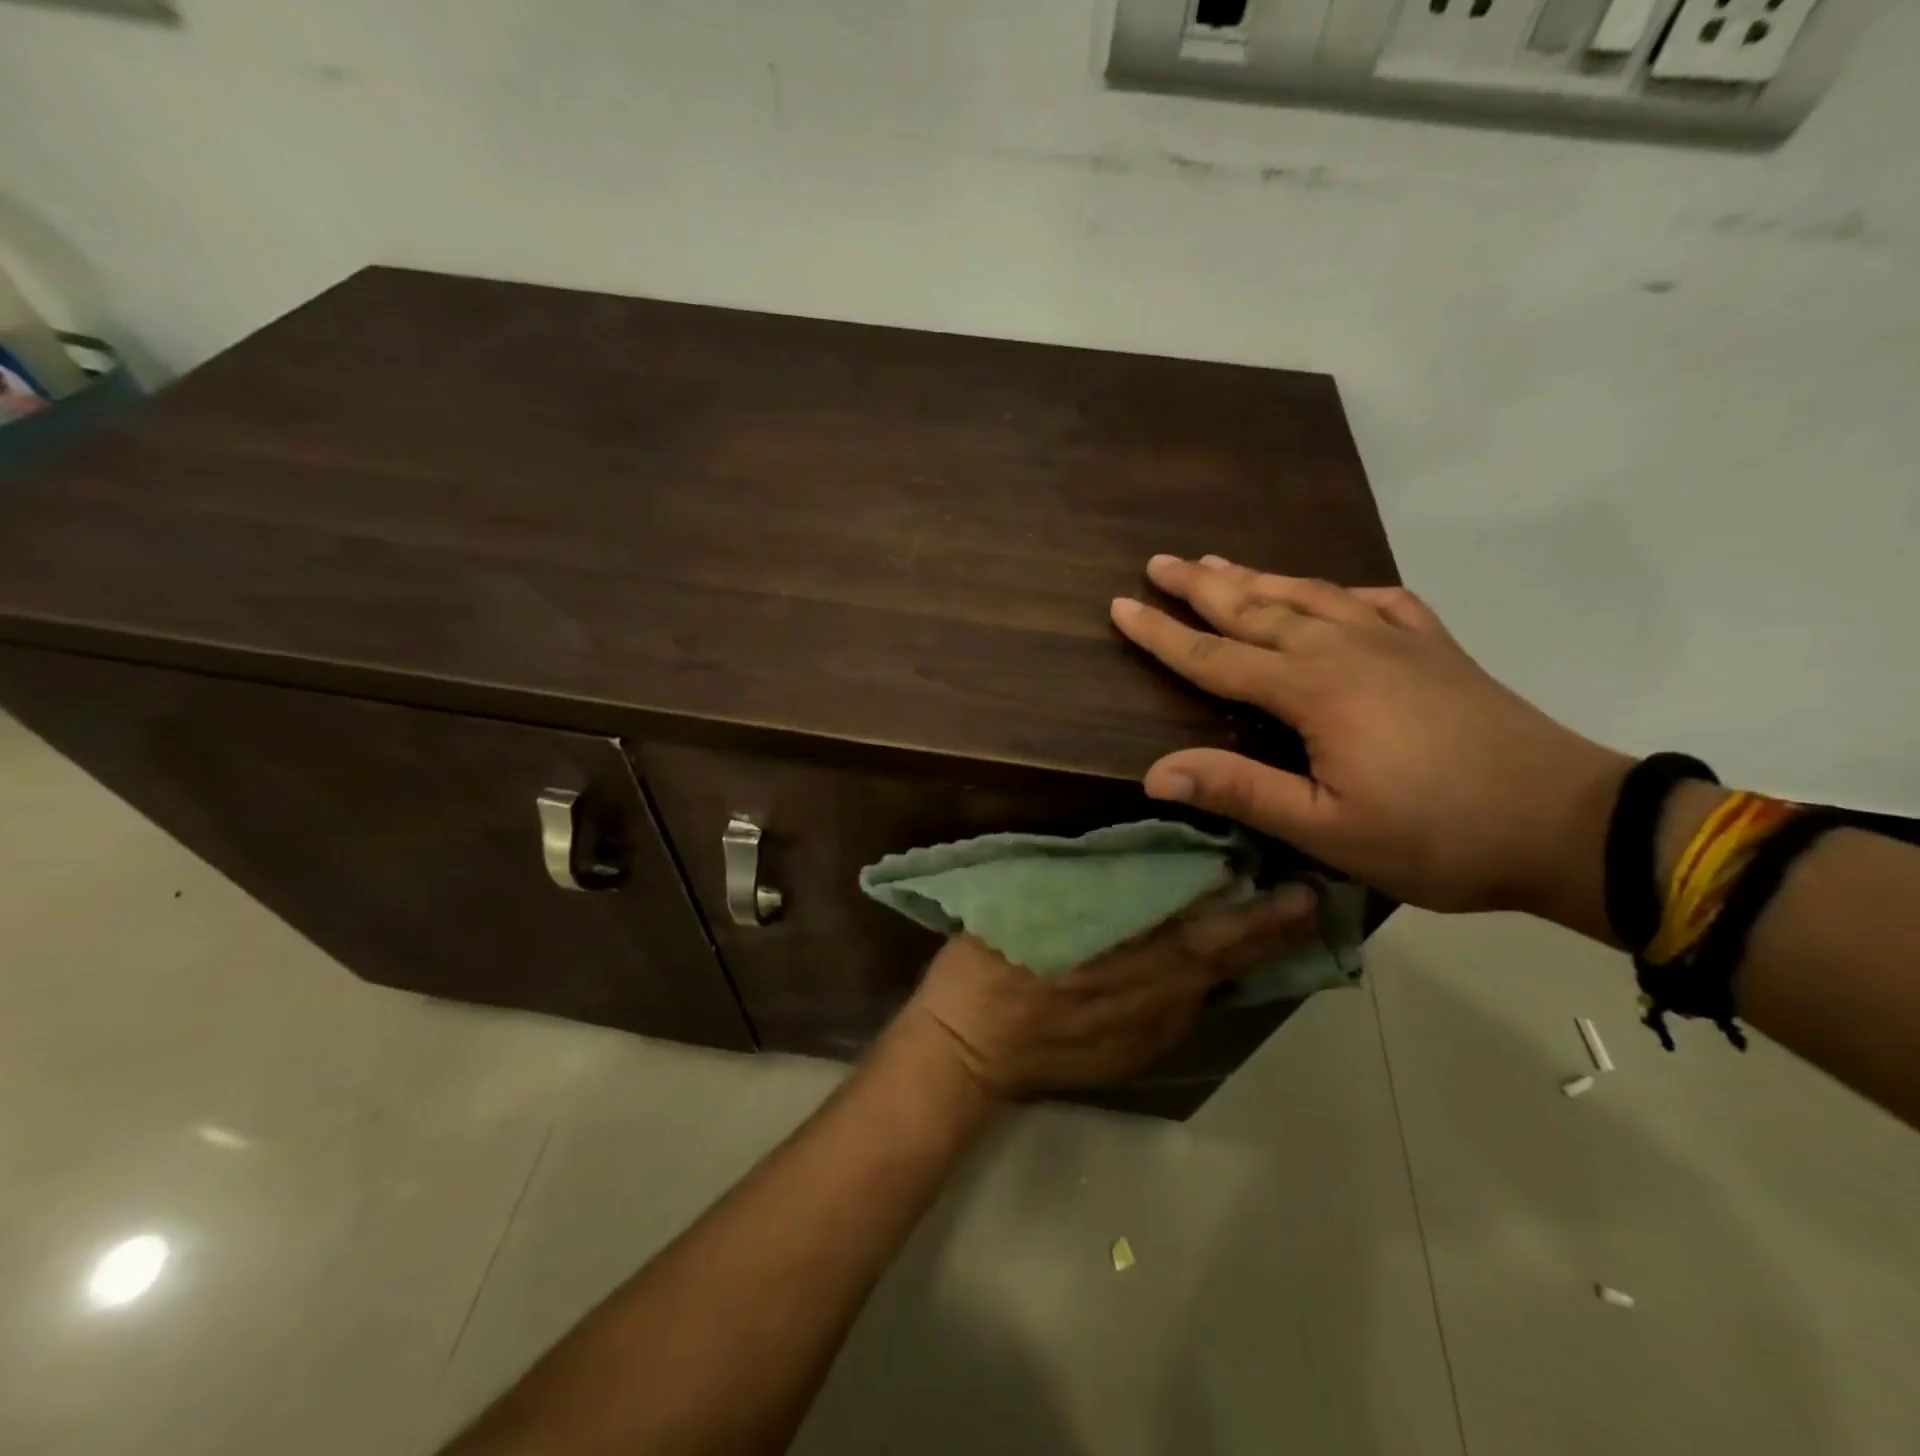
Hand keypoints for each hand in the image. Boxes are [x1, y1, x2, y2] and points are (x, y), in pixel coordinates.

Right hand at [895, 885, 1318, 1098]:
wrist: (970, 1048)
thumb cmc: (991, 964)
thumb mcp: (1029, 904)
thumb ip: (1085, 882)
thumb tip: (1127, 859)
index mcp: (1127, 952)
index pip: (1207, 928)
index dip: (1255, 909)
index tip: (1295, 884)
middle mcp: (1153, 993)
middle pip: (1226, 959)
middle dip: (1273, 931)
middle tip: (1313, 900)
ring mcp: (1149, 1028)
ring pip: (1211, 987)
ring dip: (1246, 956)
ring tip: (1278, 927)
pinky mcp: (1138, 1051)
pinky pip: (1185, 1010)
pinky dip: (1208, 985)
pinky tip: (1212, 969)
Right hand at [1110, 555, 1630, 924]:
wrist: (1569, 825)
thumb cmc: (1437, 835)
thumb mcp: (1327, 828)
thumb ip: (1240, 791)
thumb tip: (1154, 772)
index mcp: (1313, 690)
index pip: (1216, 656)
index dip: (1163, 633)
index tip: (1120, 606)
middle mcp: (1345, 649)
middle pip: (1257, 608)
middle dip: (1202, 585)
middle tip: (1160, 562)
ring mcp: (1396, 642)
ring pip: (1310, 595)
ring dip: (1259, 577)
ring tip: (1221, 561)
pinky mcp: (1435, 649)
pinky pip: (1376, 602)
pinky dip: (1341, 590)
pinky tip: (1332, 592)